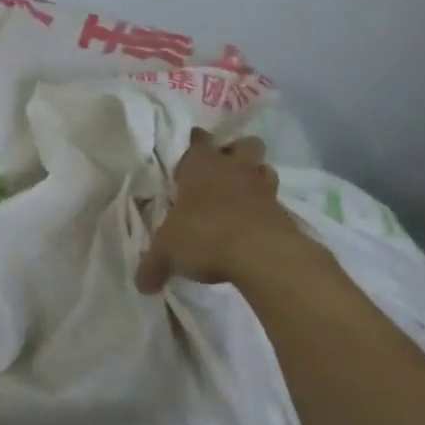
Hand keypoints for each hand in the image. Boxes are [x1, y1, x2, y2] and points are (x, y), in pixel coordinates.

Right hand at [136, 128, 319, 293]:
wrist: (260, 254)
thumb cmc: (205, 235)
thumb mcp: (168, 252)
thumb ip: (154, 265)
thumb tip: (141, 285)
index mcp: (200, 166)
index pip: (198, 140)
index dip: (195, 145)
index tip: (190, 160)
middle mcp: (232, 168)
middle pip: (243, 144)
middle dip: (235, 154)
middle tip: (222, 174)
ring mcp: (262, 187)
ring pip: (264, 167)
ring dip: (255, 177)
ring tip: (243, 197)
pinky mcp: (283, 211)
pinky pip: (275, 200)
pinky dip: (267, 208)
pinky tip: (256, 225)